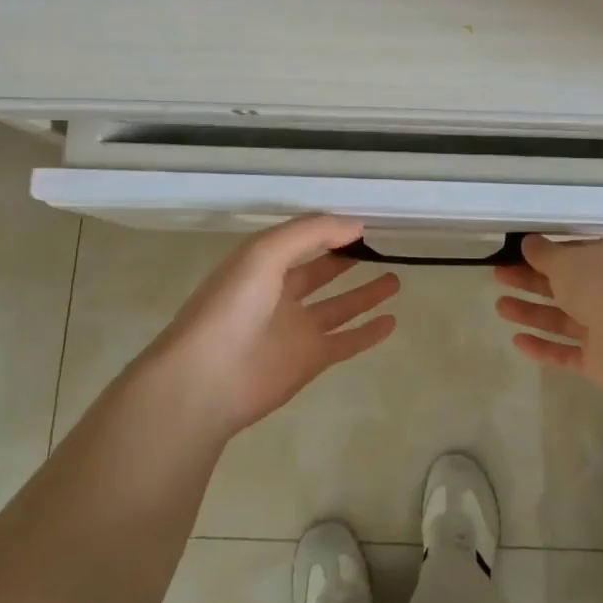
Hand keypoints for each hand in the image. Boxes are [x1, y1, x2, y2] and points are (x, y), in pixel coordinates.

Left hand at [152, 215, 399, 434]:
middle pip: (320, 270)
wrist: (206, 380)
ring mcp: (296, 329)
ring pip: (338, 306)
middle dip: (346, 257)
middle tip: (382, 247)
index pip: (302, 239)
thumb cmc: (232, 307)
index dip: (330, 229)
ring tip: (396, 278)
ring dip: (365, 293)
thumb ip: (312, 232)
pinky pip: (346, 341)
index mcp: (262, 264)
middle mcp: (279, 293)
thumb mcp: (266, 252)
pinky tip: (392, 321)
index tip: (365, 223)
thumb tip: (357, 225)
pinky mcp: (309, 360)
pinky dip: (368, 333)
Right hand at [494, 235, 602, 386]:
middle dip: (531, 282)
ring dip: (532, 312)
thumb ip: (543, 253)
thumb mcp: (565, 260)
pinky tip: (517, 341)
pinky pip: (568, 351)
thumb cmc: (599, 284)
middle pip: (566, 285)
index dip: (546, 254)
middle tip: (499, 277)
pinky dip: (544, 346)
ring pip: (564, 318)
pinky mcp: (602, 359)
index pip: (576, 253)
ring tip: (500, 308)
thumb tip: (529, 243)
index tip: (516, 255)